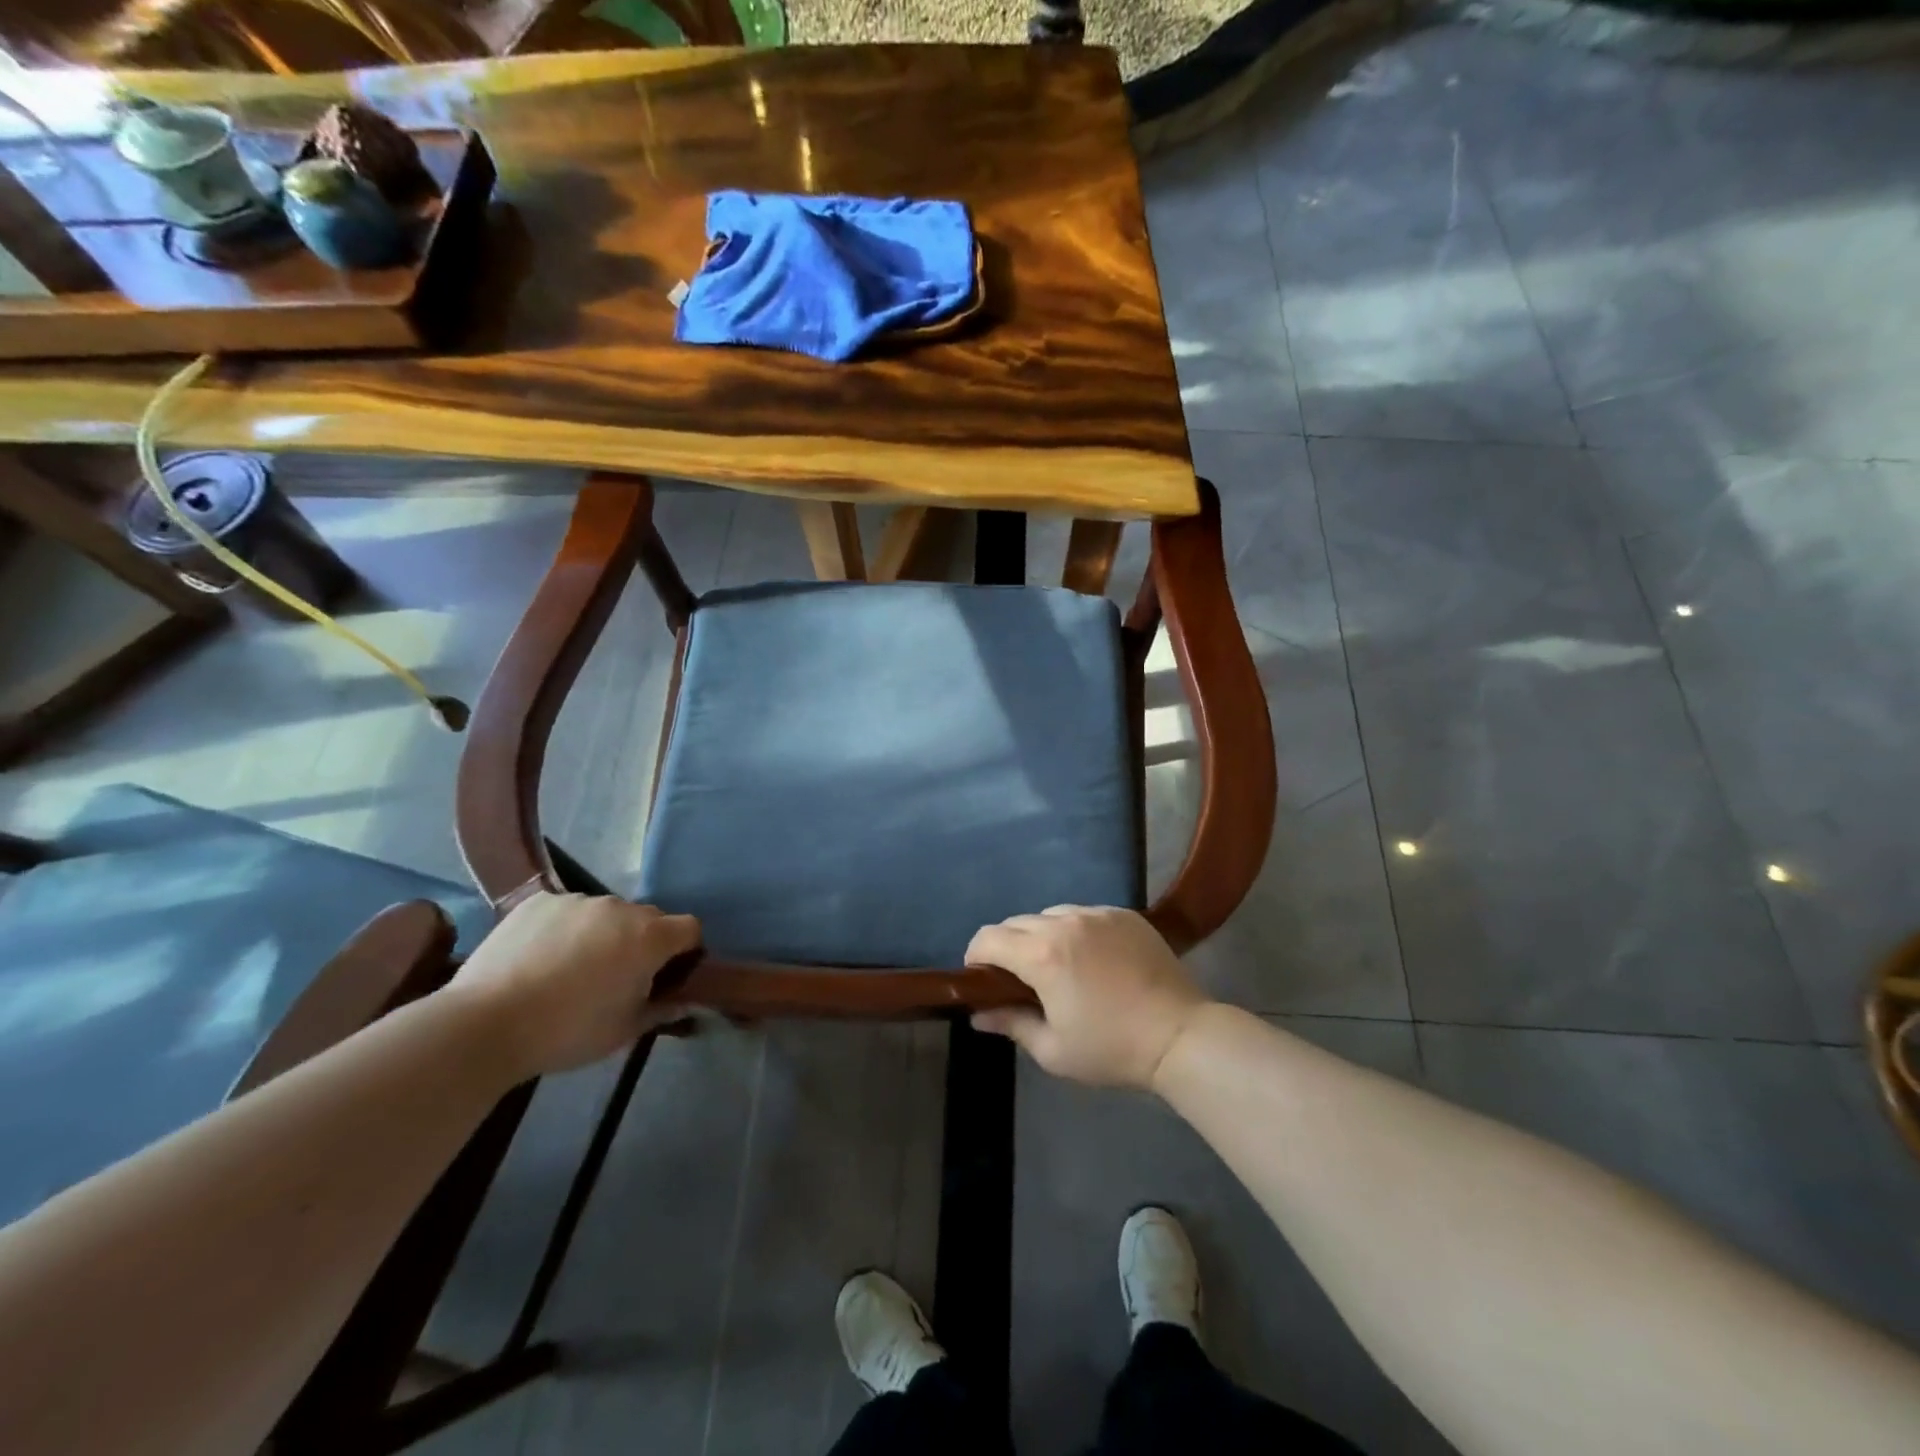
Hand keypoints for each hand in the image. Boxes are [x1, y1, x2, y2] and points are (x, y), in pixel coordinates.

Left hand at [445, 893, 700, 1077]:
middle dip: (642, 942)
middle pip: (648, 918)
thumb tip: (683, 1003)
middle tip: (617, 976)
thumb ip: (660, 1011)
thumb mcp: (623, 1031)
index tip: (667, 975)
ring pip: (605, 914)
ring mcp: (578, 900)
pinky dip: (564, 928)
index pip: (689, 928)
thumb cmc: (568, 1031)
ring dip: (602, 934)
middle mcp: (620, 908)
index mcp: (650, 937)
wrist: (485, 1024)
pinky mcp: (539, 900)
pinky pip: (567, 910)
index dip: (685, 950)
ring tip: (570, 969)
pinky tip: (540, 958)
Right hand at [967, 906, 1209, 1089]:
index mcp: (1042, 954)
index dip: (976, 957)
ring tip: (1058, 966)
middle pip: (1016, 922)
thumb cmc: (1111, 1048)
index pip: (988, 938)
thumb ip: (1011, 1024)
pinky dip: (1076, 930)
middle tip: (1020, 981)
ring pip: (1051, 914)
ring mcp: (1097, 914)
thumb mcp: (1053, 1050)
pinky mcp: (1124, 914)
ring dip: (1042, 935)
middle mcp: (1065, 922)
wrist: (1180, 1035)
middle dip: (1008, 947)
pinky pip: (1084, 914)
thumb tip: (978, 1014)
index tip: (983, 980)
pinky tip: (1092, 959)